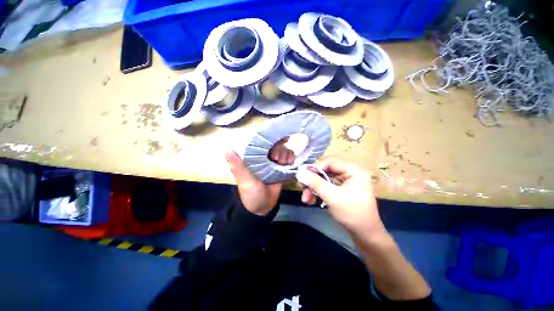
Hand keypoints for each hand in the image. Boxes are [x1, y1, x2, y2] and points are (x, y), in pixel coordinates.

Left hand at [225, 142, 292, 214]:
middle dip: (279, 149)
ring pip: (284, 151)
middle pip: (276, 145)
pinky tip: (290, 163)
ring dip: (286, 154)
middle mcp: (265, 157)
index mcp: (254, 157)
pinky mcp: (282, 169)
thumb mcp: (244, 180)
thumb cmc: (250, 193)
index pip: (262, 142)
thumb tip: (227, 149)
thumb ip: (237, 166)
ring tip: (283, 163)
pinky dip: (291, 159)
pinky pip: (289, 160)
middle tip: (277, 159)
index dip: (271, 137)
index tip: (279, 136)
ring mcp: (274, 163)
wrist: (262, 207)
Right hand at [295, 157, 384, 235]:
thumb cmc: (353, 214)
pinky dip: (318, 191)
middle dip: (313, 180)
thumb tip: (299, 173)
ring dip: (313, 188)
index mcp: (354, 170)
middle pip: (325, 169)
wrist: (365, 235)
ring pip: (324, 178)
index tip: (302, 177)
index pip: (330, 161)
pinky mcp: (341, 187)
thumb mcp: (332, 197)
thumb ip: (315, 183)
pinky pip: (326, 184)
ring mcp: (346, 180)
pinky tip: (311, 200)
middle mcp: (350, 171)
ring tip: (306, 199)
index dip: (315, 168)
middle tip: (302, 188)